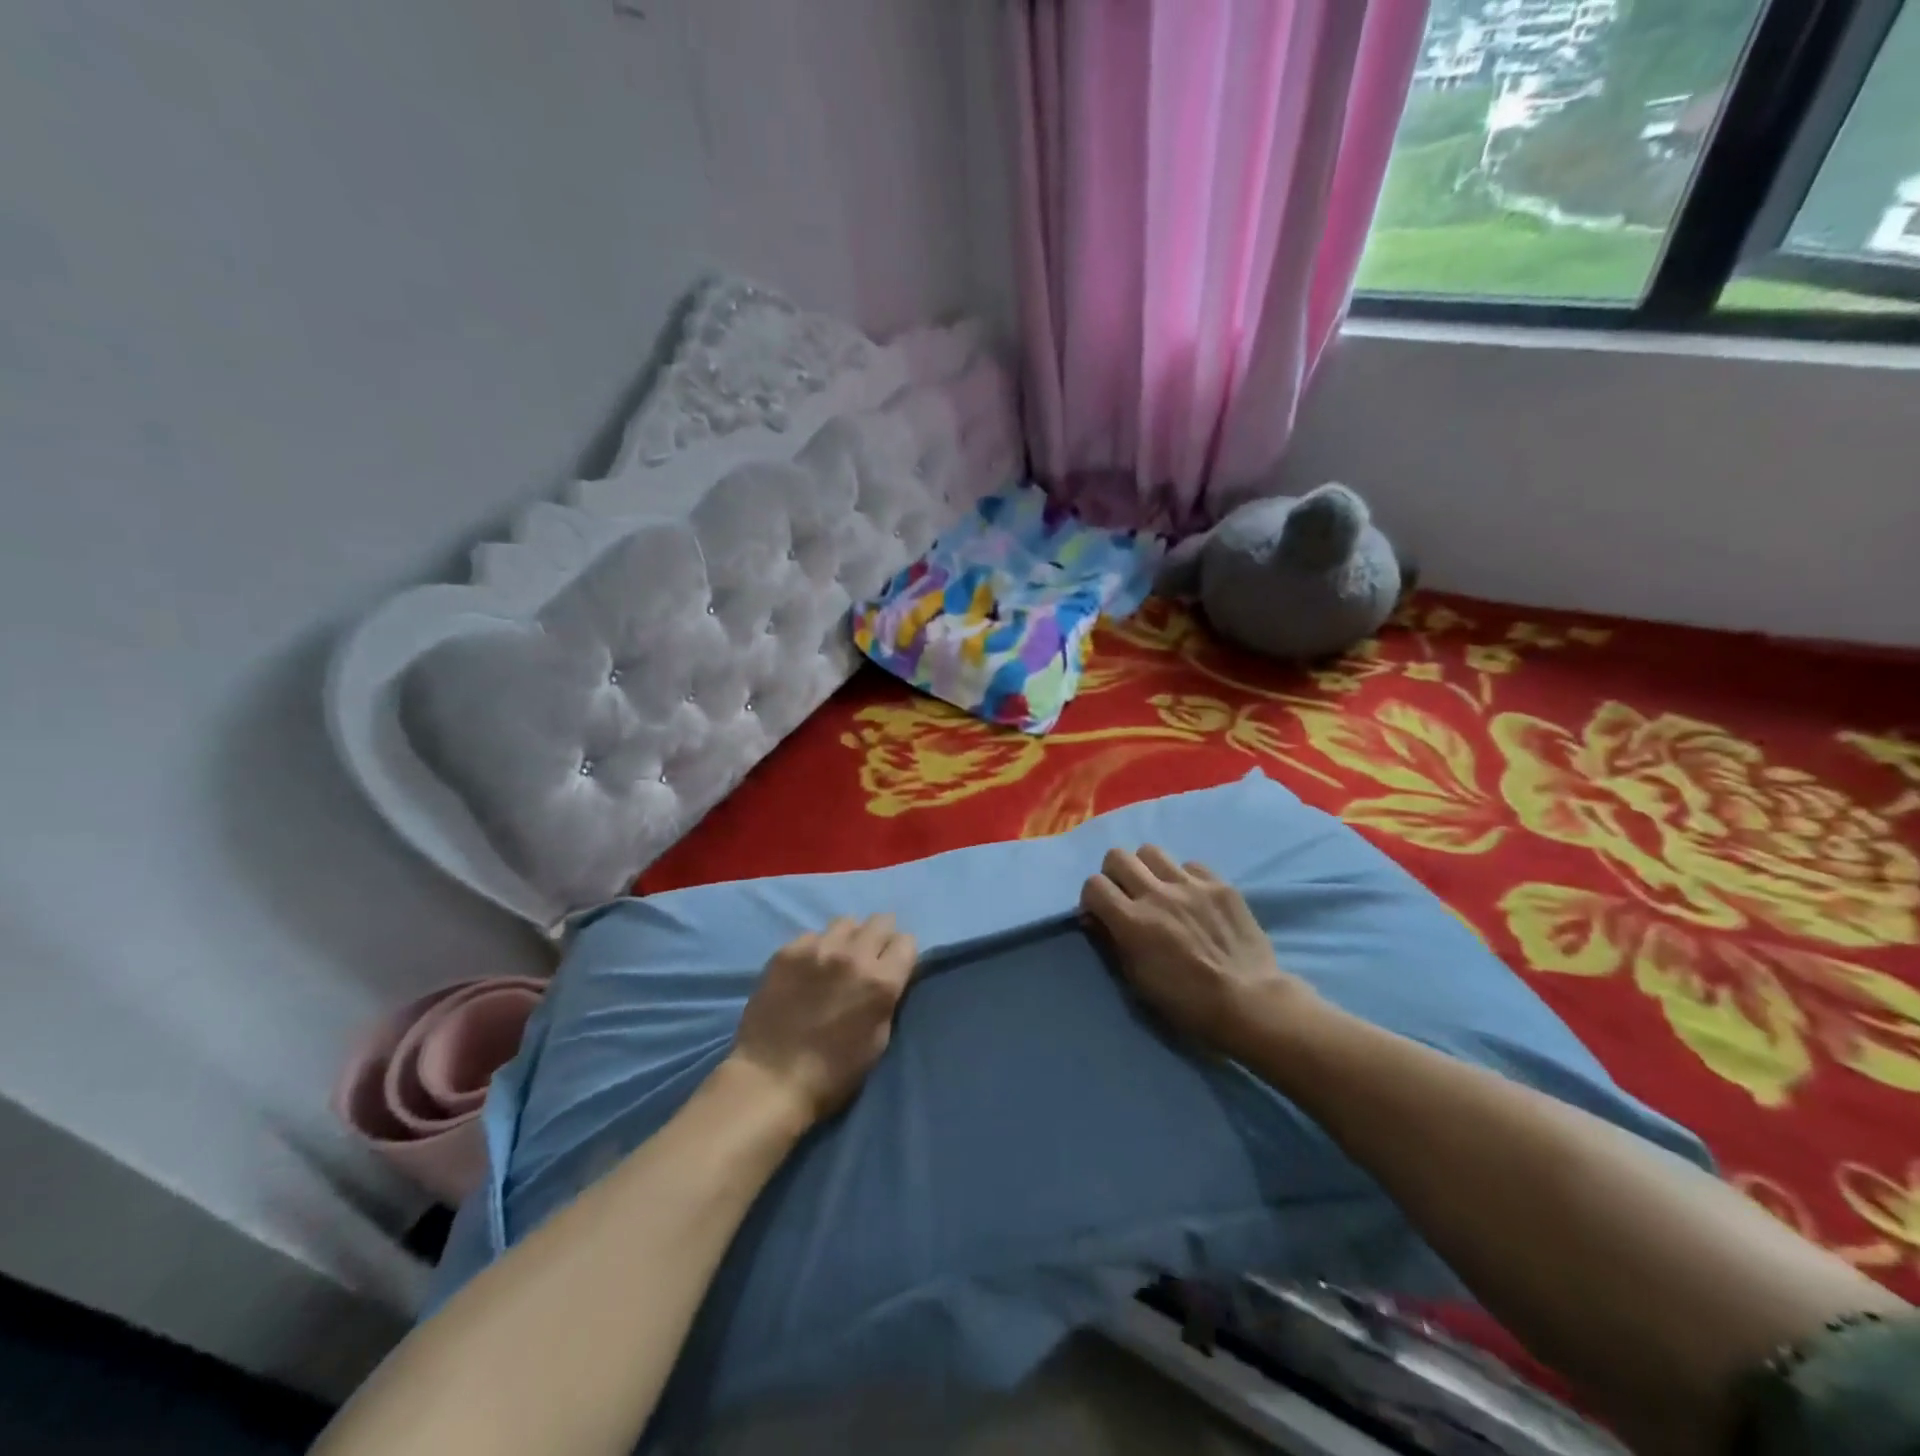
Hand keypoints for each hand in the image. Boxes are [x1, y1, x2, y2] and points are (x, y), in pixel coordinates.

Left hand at [729, 914, 918, 1125]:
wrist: (771, 1080)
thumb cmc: (833, 1073)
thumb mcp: (879, 1040)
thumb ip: (888, 997)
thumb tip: (888, 975)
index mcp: (881, 981)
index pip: (907, 941)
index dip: (901, 954)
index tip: (894, 966)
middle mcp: (853, 956)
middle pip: (880, 921)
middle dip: (880, 937)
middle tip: (869, 957)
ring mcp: (817, 949)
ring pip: (846, 922)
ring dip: (849, 937)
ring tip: (837, 958)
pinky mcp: (787, 951)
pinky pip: (812, 936)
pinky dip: (817, 947)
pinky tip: (807, 969)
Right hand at [1080, 847, 1314, 1060]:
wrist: (1250, 1002)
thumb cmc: (1187, 1003)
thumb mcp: (1137, 980)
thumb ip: (1113, 942)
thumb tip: (1096, 918)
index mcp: (1132, 921)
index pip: (1094, 884)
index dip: (1092, 897)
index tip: (1101, 912)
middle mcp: (1157, 894)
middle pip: (1117, 856)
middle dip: (1115, 873)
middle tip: (1126, 894)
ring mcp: (1190, 885)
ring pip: (1151, 851)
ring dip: (1147, 868)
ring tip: (1159, 889)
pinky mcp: (1220, 884)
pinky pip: (1191, 865)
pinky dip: (1185, 877)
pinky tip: (1194, 898)